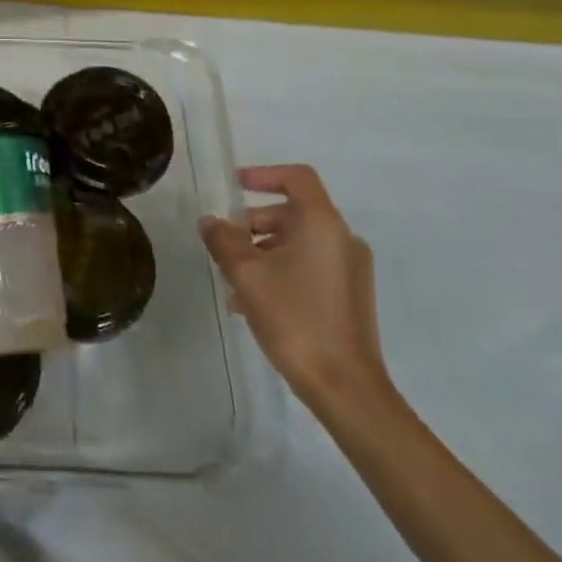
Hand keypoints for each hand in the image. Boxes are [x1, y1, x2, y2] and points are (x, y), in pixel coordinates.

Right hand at [198, 164, 391, 414]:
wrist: (346, 387)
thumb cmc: (294, 318)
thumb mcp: (246, 274)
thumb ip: (223, 240)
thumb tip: (210, 222)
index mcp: (322, 224)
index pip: (297, 178)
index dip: (264, 174)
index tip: (235, 186)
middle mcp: (342, 239)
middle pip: (295, 212)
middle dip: (254, 222)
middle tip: (225, 243)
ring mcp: (351, 269)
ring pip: (300, 241)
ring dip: (264, 249)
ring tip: (233, 277)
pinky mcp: (351, 295)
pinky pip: (311, 265)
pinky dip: (282, 268)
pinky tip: (255, 300)